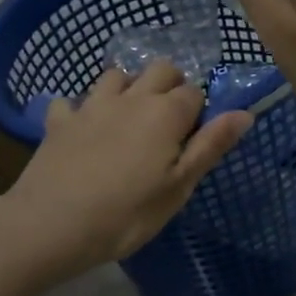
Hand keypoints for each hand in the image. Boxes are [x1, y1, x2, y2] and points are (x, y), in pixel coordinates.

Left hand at [0, 62, 251, 277]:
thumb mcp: (178, 187)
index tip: (193, 139)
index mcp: (166, 113)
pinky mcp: (59, 120)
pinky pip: (71, 101)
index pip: (195, 93)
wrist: (50, 225)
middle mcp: (131, 98)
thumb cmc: (126, 214)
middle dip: (170, 86)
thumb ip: (211, 146)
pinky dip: (80, 110)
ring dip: (128, 88)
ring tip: (129, 119)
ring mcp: (91, 105)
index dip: (199, 112)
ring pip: (116, 75)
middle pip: (160, 70)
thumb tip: (245, 113)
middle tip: (168, 124)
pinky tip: (81, 130)